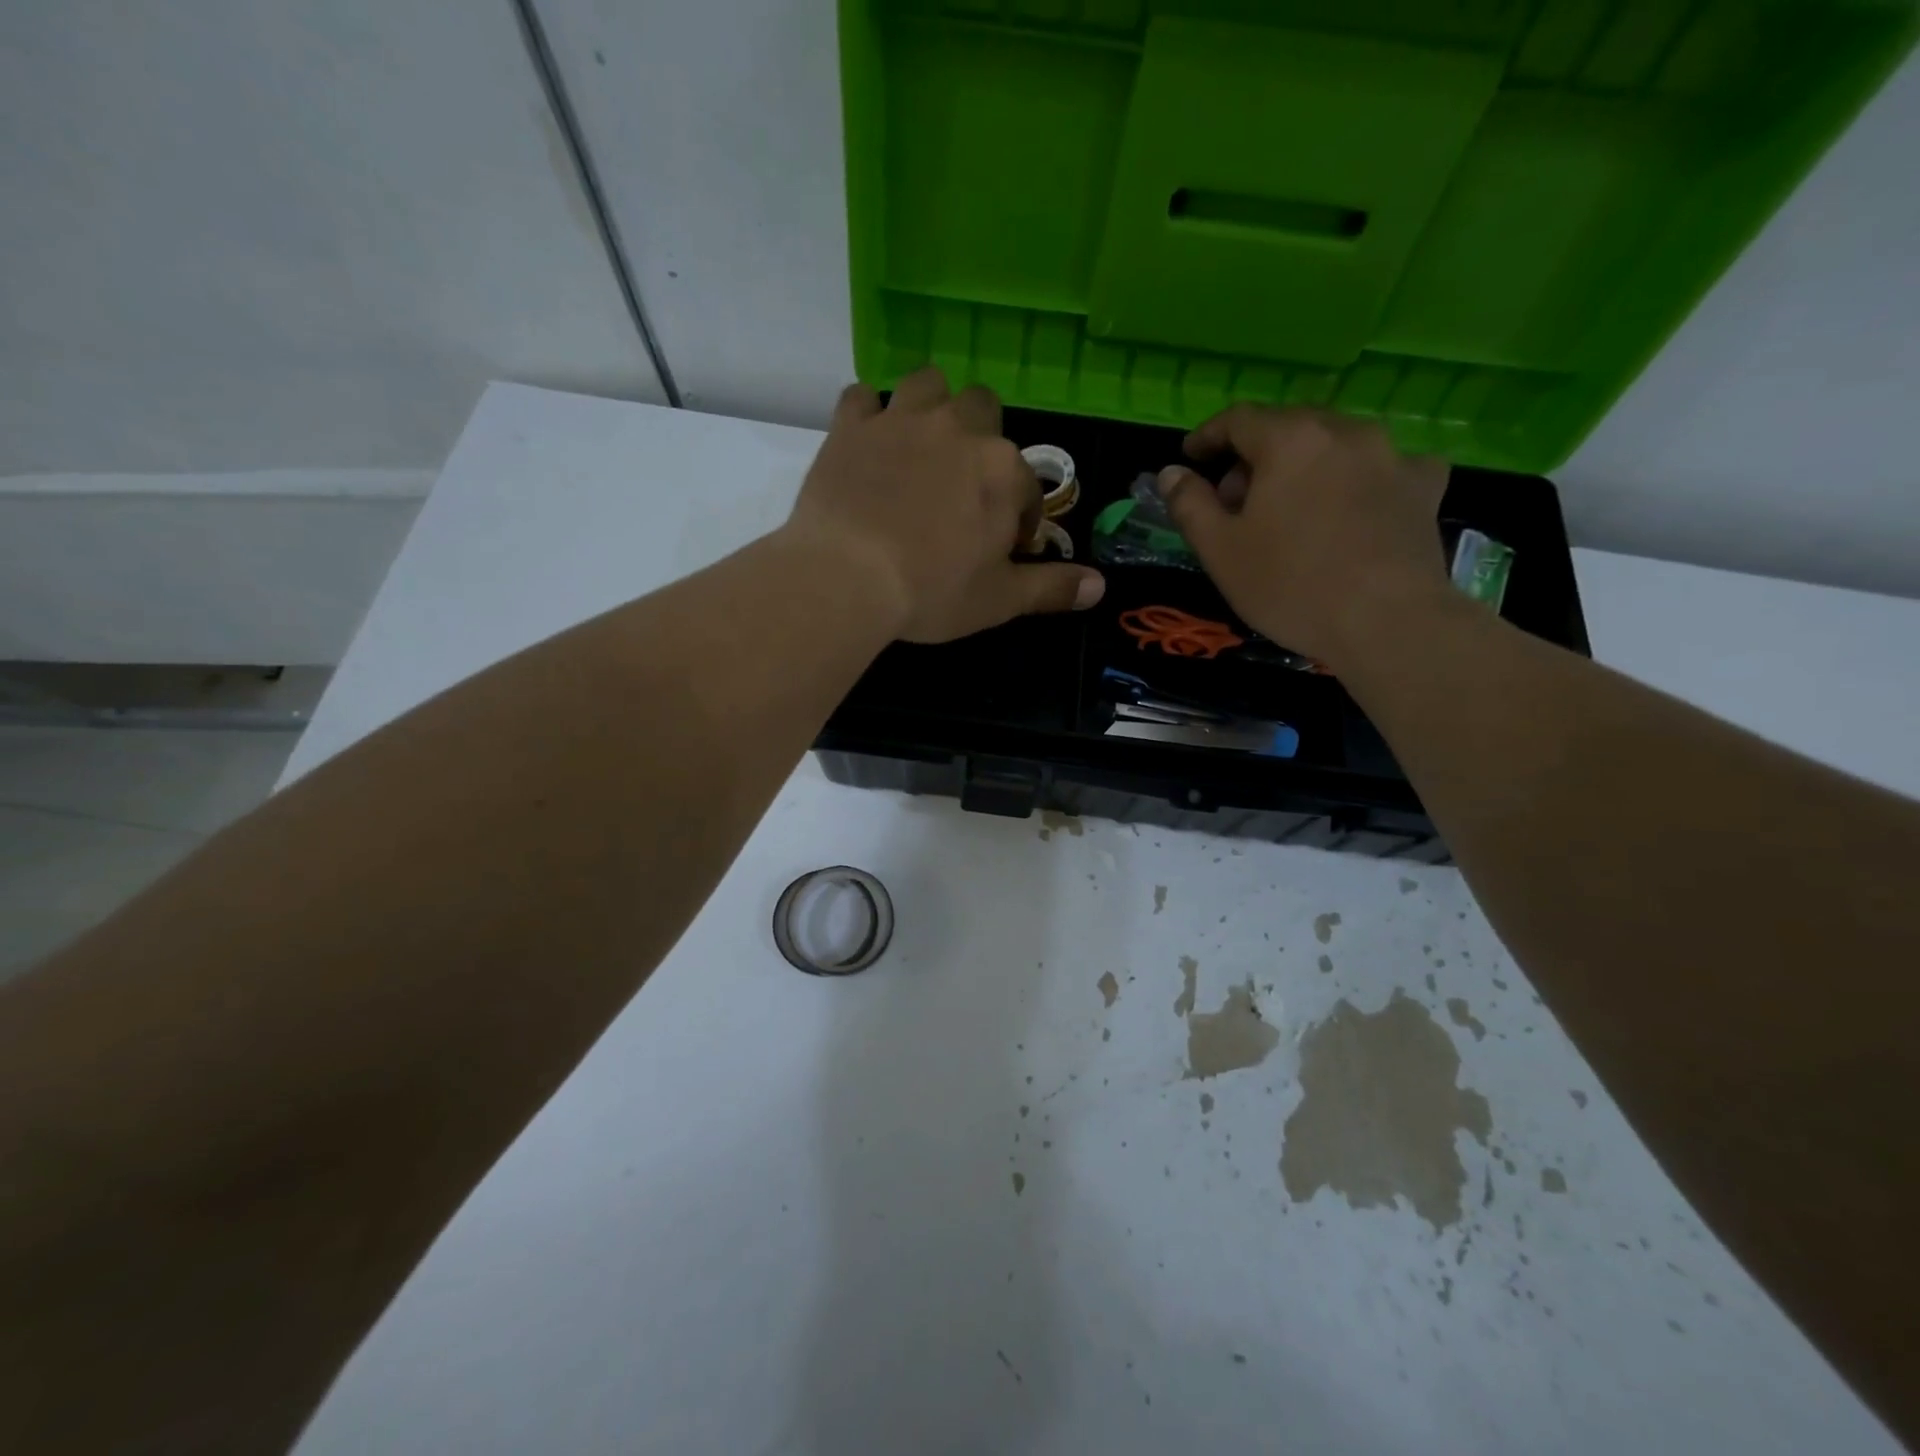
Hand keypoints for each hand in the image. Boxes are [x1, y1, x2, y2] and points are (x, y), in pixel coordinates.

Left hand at [786, 368, 1104, 642]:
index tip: (1000, 548)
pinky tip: (868, 441)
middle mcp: (958, 429)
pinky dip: (868, 415)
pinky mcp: (851, 427)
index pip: (1027, 486)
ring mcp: (901, 420)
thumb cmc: (932, 591)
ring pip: (928, 384)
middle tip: (962, 487)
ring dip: (931, 407)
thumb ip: (1051, 588)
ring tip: (921, 448)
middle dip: (981, 441)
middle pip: (983, 409)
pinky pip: (862, 397)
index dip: (1018, 518)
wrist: (847, 577)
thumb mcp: (1000, 600)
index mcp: (1002, 470)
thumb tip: (1100, 586)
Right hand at [1156, 405, 1451, 667]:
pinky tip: (1354, 507)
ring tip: (1291, 508)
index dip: (1208, 436)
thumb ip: (1190, 505)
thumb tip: (1171, 472)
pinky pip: (1383, 467)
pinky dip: (1358, 479)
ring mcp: (1392, 455)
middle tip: (1235, 500)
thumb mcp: (1220, 551)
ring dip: (1303, 466)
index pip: (1238, 420)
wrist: (1388, 621)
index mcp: (1289, 441)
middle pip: (1287, 427)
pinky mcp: (1425, 485)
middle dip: (1254, 456)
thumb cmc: (1290, 585)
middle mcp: (1343, 431)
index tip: (1191, 457)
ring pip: (1334, 444)